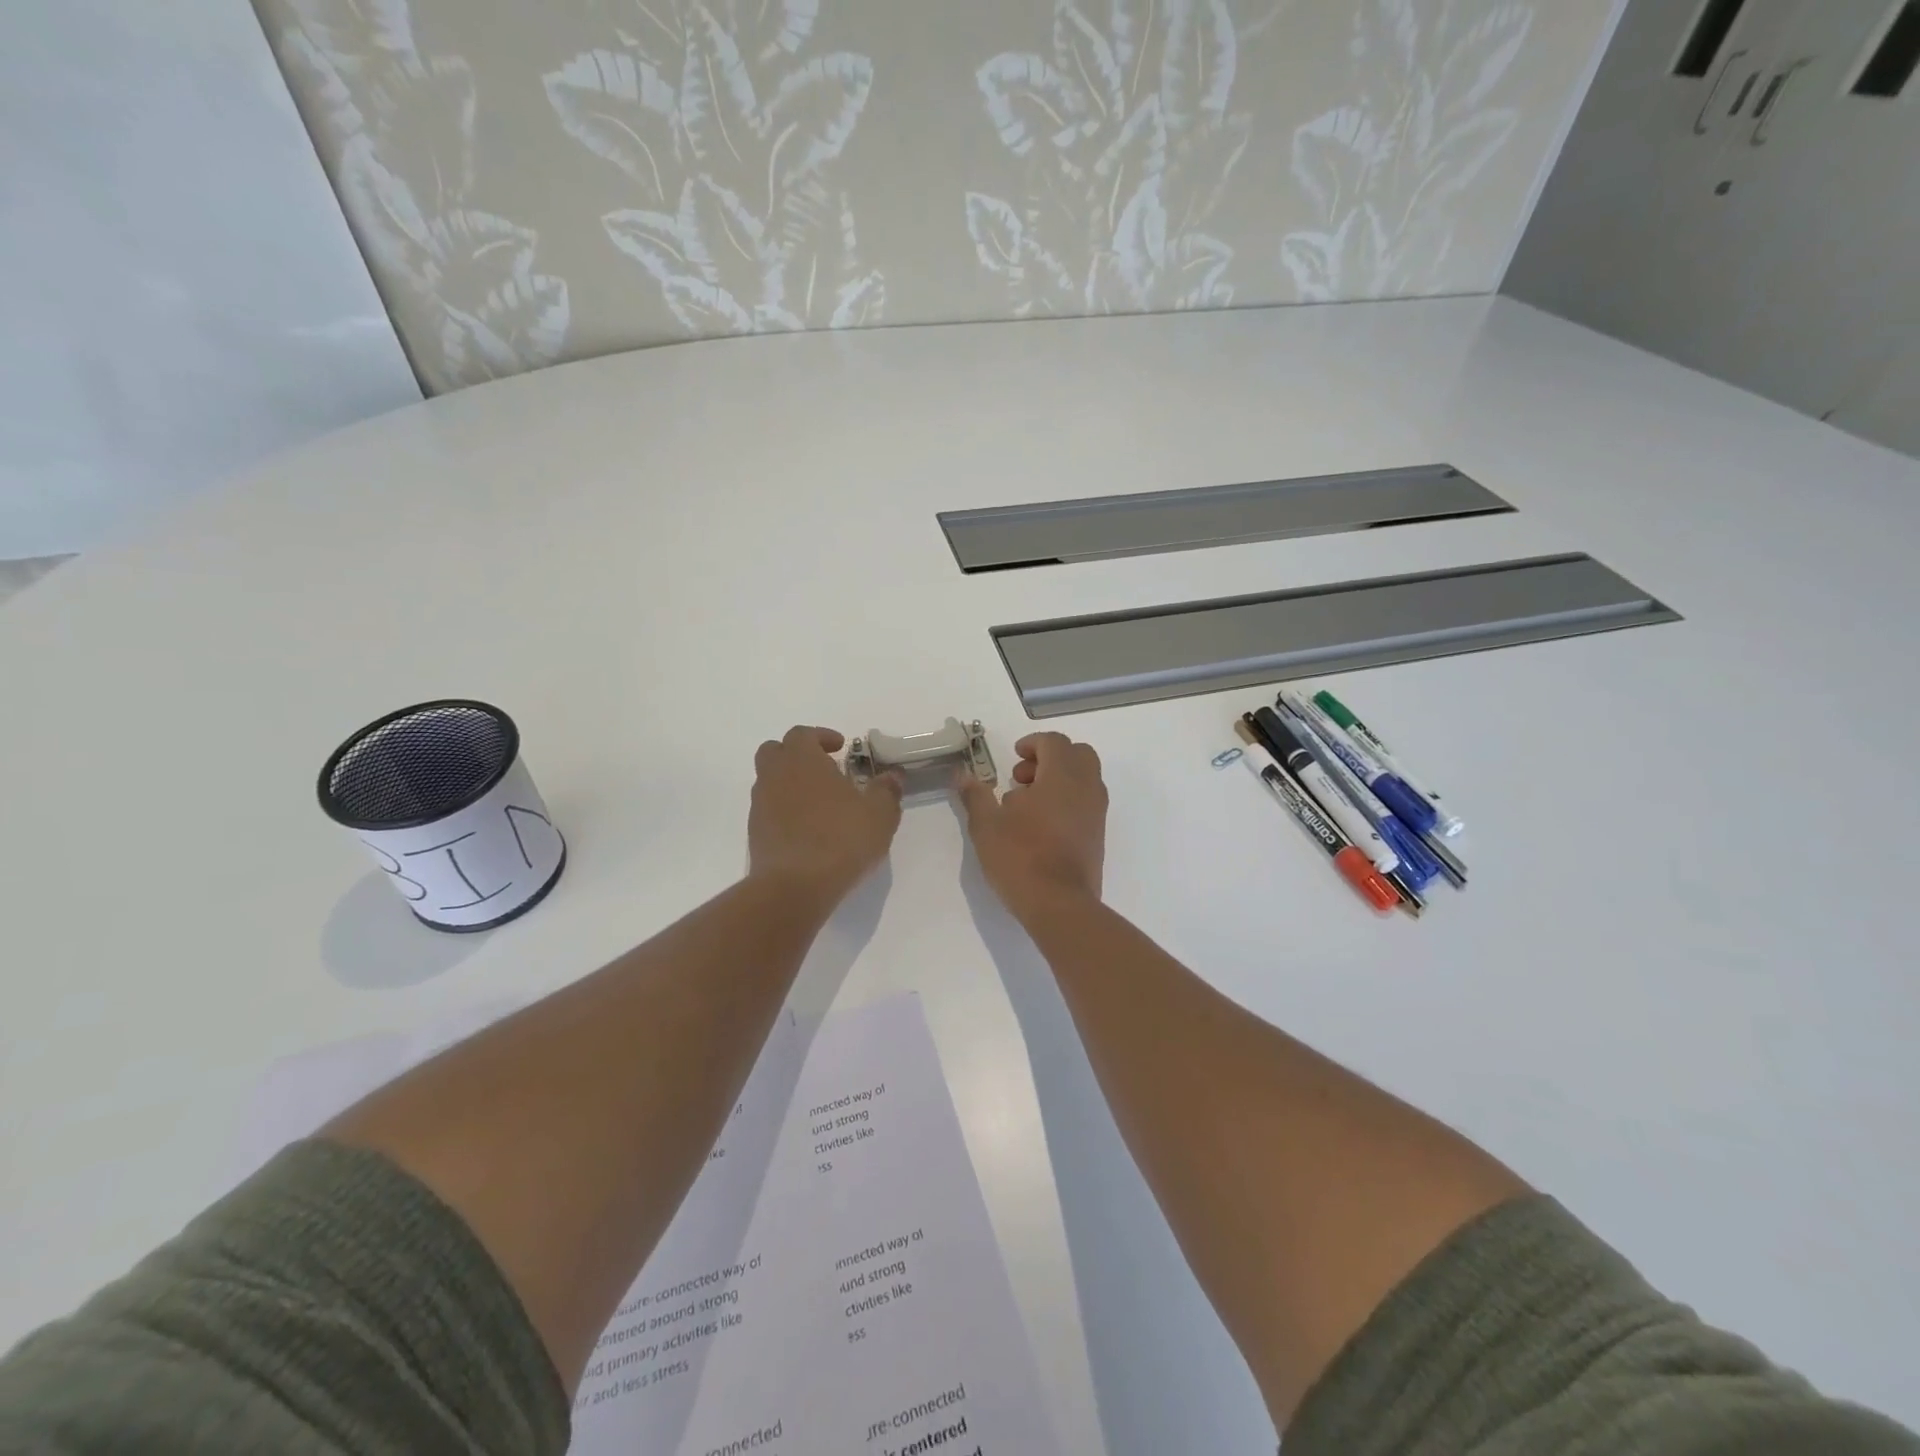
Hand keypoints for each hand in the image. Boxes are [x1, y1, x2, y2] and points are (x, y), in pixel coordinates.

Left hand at [749, 726, 902, 908]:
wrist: (794, 887)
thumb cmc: (841, 839)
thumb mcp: (879, 814)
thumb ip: (886, 790)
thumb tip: (893, 776)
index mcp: (802, 760)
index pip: (803, 734)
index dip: (821, 736)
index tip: (841, 748)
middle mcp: (775, 776)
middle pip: (775, 751)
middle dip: (798, 755)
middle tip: (824, 769)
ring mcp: (760, 805)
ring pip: (770, 781)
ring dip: (791, 784)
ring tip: (820, 803)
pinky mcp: (755, 834)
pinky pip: (769, 810)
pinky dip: (785, 811)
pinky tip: (809, 830)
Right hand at [956, 732, 1107, 925]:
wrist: (1060, 905)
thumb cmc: (1021, 857)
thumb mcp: (987, 825)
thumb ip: (975, 795)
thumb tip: (962, 774)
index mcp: (1062, 776)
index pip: (1055, 742)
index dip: (1033, 743)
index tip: (1013, 756)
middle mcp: (1086, 788)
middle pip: (1077, 754)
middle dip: (1050, 758)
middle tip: (1022, 778)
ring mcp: (1097, 813)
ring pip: (1084, 779)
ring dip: (1058, 779)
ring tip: (1026, 804)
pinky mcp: (1098, 835)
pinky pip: (1086, 802)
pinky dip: (1067, 800)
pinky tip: (1041, 826)